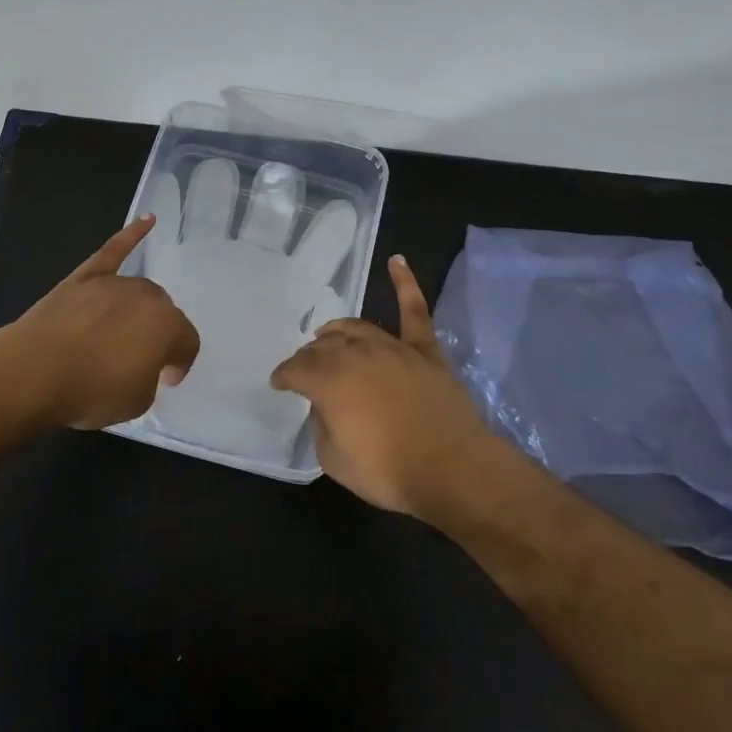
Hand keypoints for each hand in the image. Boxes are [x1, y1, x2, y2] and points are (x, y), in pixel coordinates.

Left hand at [0, 214, 200, 431]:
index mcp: (168, 326)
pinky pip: (114, 251)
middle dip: (158, 335)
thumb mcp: (136, 401)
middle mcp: (147, 297)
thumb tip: (143, 363)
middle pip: (164, 313)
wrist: (32, 372)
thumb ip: (150, 377)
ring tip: (124, 333)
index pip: (187, 343)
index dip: (179, 363)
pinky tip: (147, 220)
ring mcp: (114, 283)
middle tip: (140, 360)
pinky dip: (131, 235)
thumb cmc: (89, 391)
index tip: (164, 379)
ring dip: (139, 310)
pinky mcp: (85, 276)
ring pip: (140, 292)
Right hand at [270, 254, 497, 516]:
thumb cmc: (388, 470)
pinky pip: (414, 311)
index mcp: (328, 379)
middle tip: (304, 368)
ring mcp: (392, 348)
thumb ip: (322, 425)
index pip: (296, 369)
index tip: (279, 383)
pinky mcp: (424, 351)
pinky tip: (397, 261)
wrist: (451, 469)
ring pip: (357, 328)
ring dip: (338, 331)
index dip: (284, 376)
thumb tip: (326, 406)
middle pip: (324, 347)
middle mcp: (356, 354)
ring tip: (327, 334)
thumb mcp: (334, 459)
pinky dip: (405, 283)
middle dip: (309, 356)